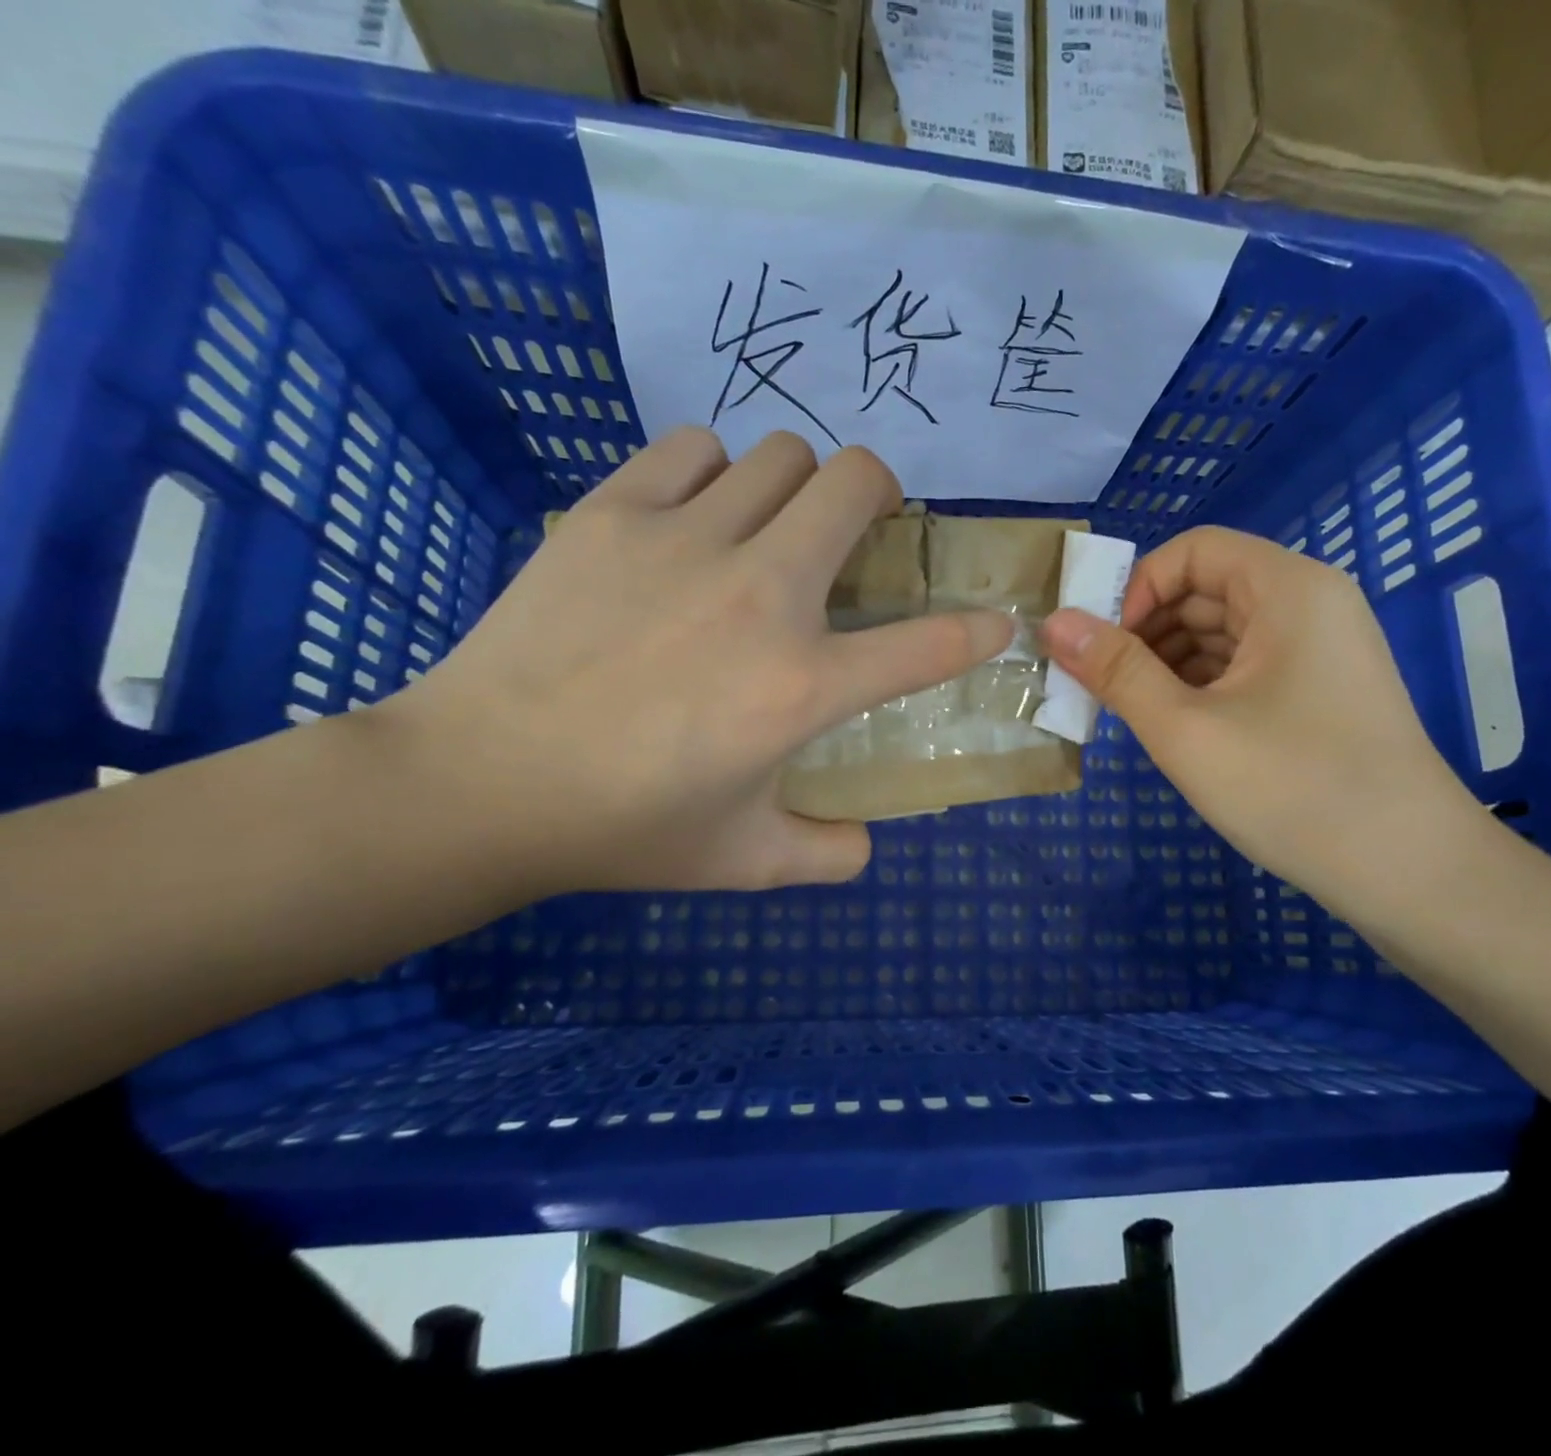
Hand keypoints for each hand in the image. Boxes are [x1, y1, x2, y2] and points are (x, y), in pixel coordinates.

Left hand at [379, 428, 1012, 895]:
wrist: (480, 783)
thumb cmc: (623, 826)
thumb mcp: (745, 860)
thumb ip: (827, 855)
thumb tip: (867, 843)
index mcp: (801, 685)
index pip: (928, 645)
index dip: (978, 630)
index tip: (997, 623)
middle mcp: (761, 595)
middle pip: (856, 482)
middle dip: (881, 496)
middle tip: (862, 531)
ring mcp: (685, 540)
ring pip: (780, 454)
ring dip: (797, 486)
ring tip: (772, 526)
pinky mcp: (613, 514)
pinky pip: (692, 449)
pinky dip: (714, 472)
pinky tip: (696, 517)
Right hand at [1039, 526, 1474, 897]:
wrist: (1409, 872)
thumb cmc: (1292, 788)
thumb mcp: (1186, 729)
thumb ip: (1116, 671)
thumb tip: (1053, 623)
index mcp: (1287, 589)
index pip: (1193, 551)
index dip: (1137, 587)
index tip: (1101, 645)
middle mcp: (1309, 604)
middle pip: (1206, 590)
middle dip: (1146, 631)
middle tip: (1101, 685)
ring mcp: (1319, 651)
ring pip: (1222, 633)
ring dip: (1167, 664)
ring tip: (1130, 712)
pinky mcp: (1319, 692)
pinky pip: (1245, 668)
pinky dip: (1200, 687)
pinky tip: (1174, 727)